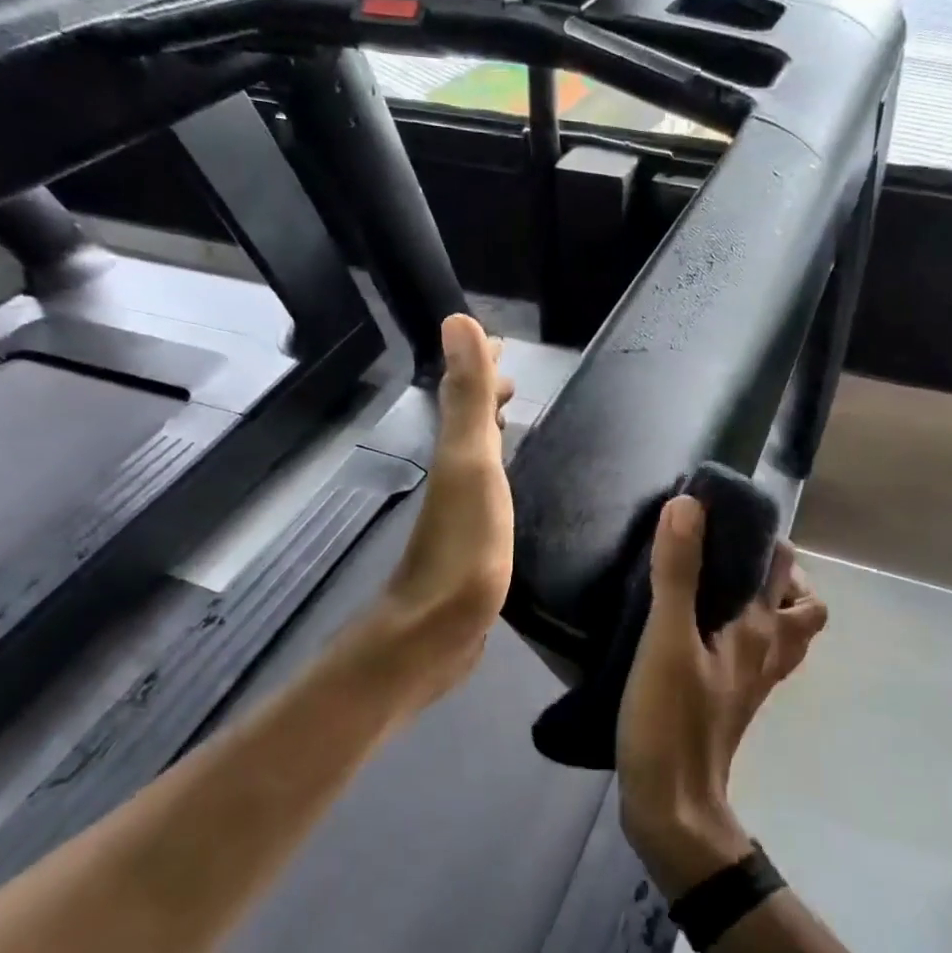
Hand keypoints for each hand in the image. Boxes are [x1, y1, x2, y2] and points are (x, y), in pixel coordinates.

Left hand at [370, 314, 515, 704]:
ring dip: (491, 429)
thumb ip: (468, 398)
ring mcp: (461, 512)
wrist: (437, 631)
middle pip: (468, 421)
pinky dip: (497, 471)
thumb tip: (458, 321)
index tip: (503, 345)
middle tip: (514, 377)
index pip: (467, 395)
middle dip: (487, 394)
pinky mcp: (474, 544)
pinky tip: (506, 485)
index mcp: (455, 453)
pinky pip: (487, 491)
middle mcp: (453, 475)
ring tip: (513, 417)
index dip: (482, 367)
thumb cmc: (463, 547)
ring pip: (476, 454)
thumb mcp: (470, 464)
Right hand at [616, 495, 827, 896]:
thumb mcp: (667, 640)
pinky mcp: (734, 699)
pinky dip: (746, 631)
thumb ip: (677, 573)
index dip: (763, 534)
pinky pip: (757, 653)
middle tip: (728, 551)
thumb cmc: (671, 720)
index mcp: (758, 630)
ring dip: (768, 602)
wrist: (673, 805)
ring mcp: (754, 680)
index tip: (723, 513)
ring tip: (721, 585)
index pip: (783, 567)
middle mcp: (767, 650)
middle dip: (776, 569)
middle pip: (801, 602)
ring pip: (784, 631)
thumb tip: (689, 506)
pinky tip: (704, 628)